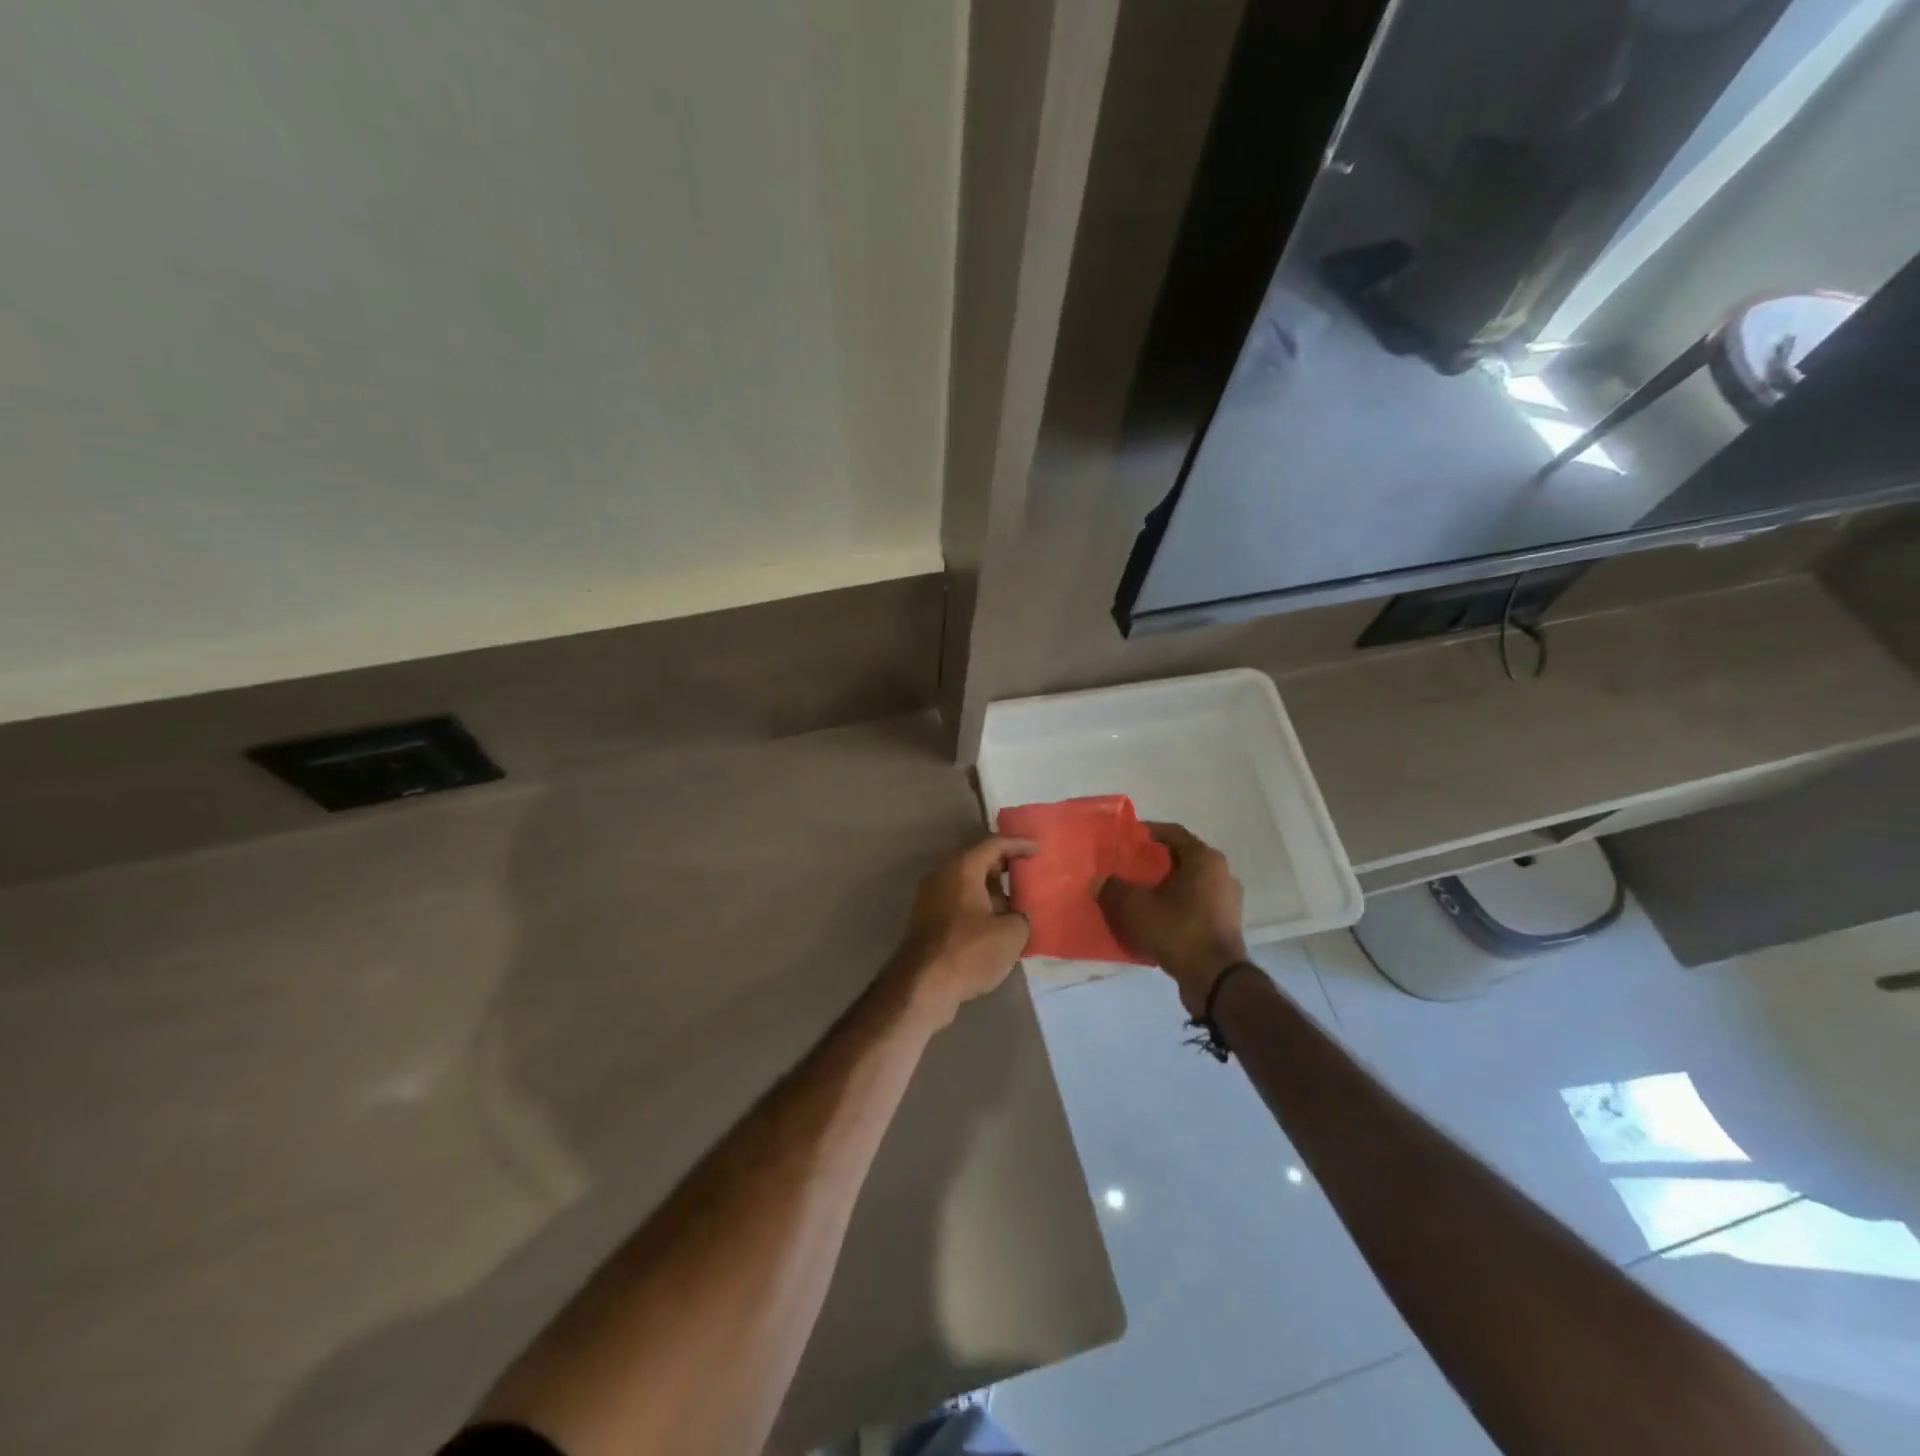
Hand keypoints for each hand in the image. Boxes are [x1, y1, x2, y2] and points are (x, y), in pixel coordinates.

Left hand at [889, 835, 1036, 1026]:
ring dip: (990, 891)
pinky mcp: (926, 921)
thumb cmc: (969, 951)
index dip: (1018, 844)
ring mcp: (930, 899)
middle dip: (1003, 867)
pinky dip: (978, 907)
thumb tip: (1015, 917)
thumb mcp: (1011, 934)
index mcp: (962, 868)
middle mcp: (943, 876)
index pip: (994, 844)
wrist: (922, 985)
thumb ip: (1021, 916)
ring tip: (1016, 905)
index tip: (1038, 849)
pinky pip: (958, 903)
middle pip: (977, 861)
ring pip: (966, 885)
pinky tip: (995, 927)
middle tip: (1027, 874)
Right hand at [1098, 823, 1247, 1015]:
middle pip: (1182, 858)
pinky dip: (1175, 907)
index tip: (1126, 838)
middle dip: (1154, 862)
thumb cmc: (1178, 931)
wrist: (1215, 980)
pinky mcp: (1225, 925)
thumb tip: (1100, 881)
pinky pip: (1195, 906)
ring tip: (1138, 894)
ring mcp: (1227, 901)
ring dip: (1165, 886)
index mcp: (1204, 859)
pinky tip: (1155, 919)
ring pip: (1189, 884)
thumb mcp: (1135, 907)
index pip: (1173, 832)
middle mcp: (1221, 874)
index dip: (1148, 832)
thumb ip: (1114, 888)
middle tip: (1128, 867)